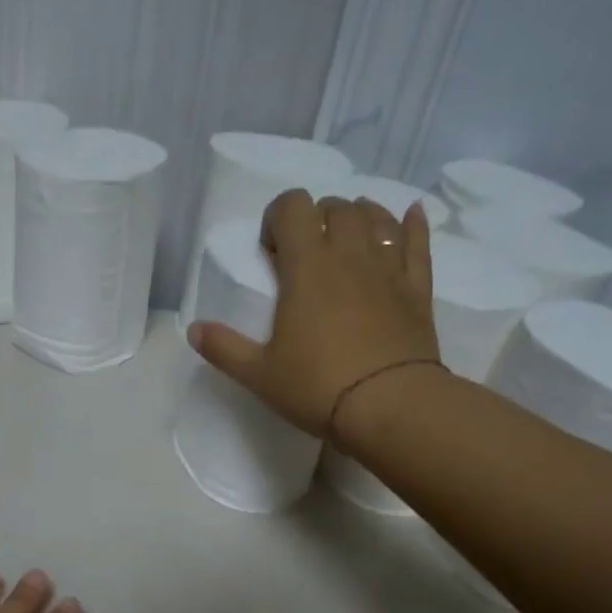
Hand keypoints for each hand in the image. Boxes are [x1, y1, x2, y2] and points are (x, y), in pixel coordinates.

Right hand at [187, 189, 442, 437]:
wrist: (390, 406)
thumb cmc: (317, 387)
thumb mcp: (259, 375)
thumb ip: (224, 348)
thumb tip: (193, 330)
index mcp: (307, 267)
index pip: (293, 207)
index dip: (278, 216)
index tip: (270, 249)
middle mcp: (349, 255)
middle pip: (336, 207)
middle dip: (317, 218)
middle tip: (305, 251)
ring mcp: (388, 269)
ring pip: (377, 217)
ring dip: (359, 216)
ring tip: (347, 237)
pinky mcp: (418, 289)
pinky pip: (418, 243)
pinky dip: (413, 225)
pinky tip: (411, 216)